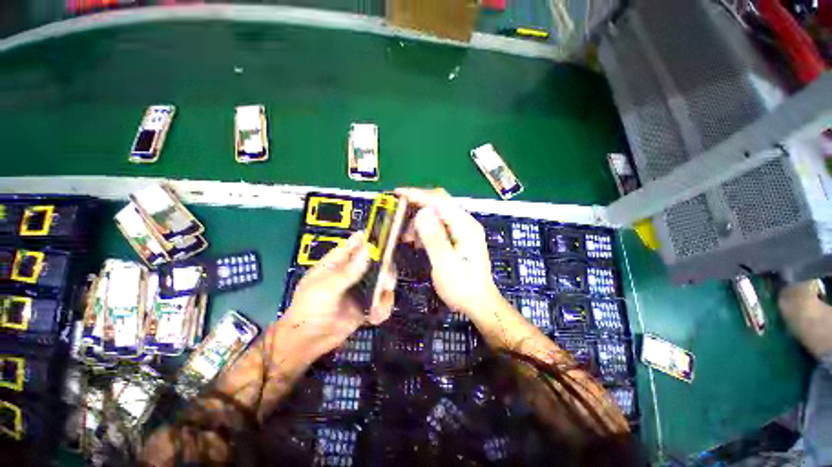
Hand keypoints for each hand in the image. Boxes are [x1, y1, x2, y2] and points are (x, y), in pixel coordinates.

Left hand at [279, 232, 394, 359]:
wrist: (306, 343)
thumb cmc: (309, 310)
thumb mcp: (326, 289)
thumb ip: (348, 271)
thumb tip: (368, 250)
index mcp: (338, 262)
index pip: (357, 244)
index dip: (372, 241)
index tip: (386, 245)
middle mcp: (353, 272)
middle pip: (377, 262)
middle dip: (385, 272)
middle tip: (386, 284)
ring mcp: (361, 289)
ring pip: (383, 281)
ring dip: (384, 294)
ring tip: (377, 310)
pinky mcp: (366, 304)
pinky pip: (382, 301)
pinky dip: (383, 308)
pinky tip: (375, 318)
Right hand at [396, 188, 501, 316]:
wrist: (478, 303)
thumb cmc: (462, 287)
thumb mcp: (446, 265)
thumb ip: (434, 238)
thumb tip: (422, 212)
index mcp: (465, 227)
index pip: (440, 201)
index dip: (418, 195)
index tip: (398, 194)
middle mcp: (465, 223)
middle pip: (439, 204)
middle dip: (417, 206)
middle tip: (398, 216)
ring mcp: (462, 230)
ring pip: (436, 214)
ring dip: (419, 221)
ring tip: (406, 236)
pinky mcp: (457, 237)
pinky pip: (438, 225)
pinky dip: (424, 229)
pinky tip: (416, 241)